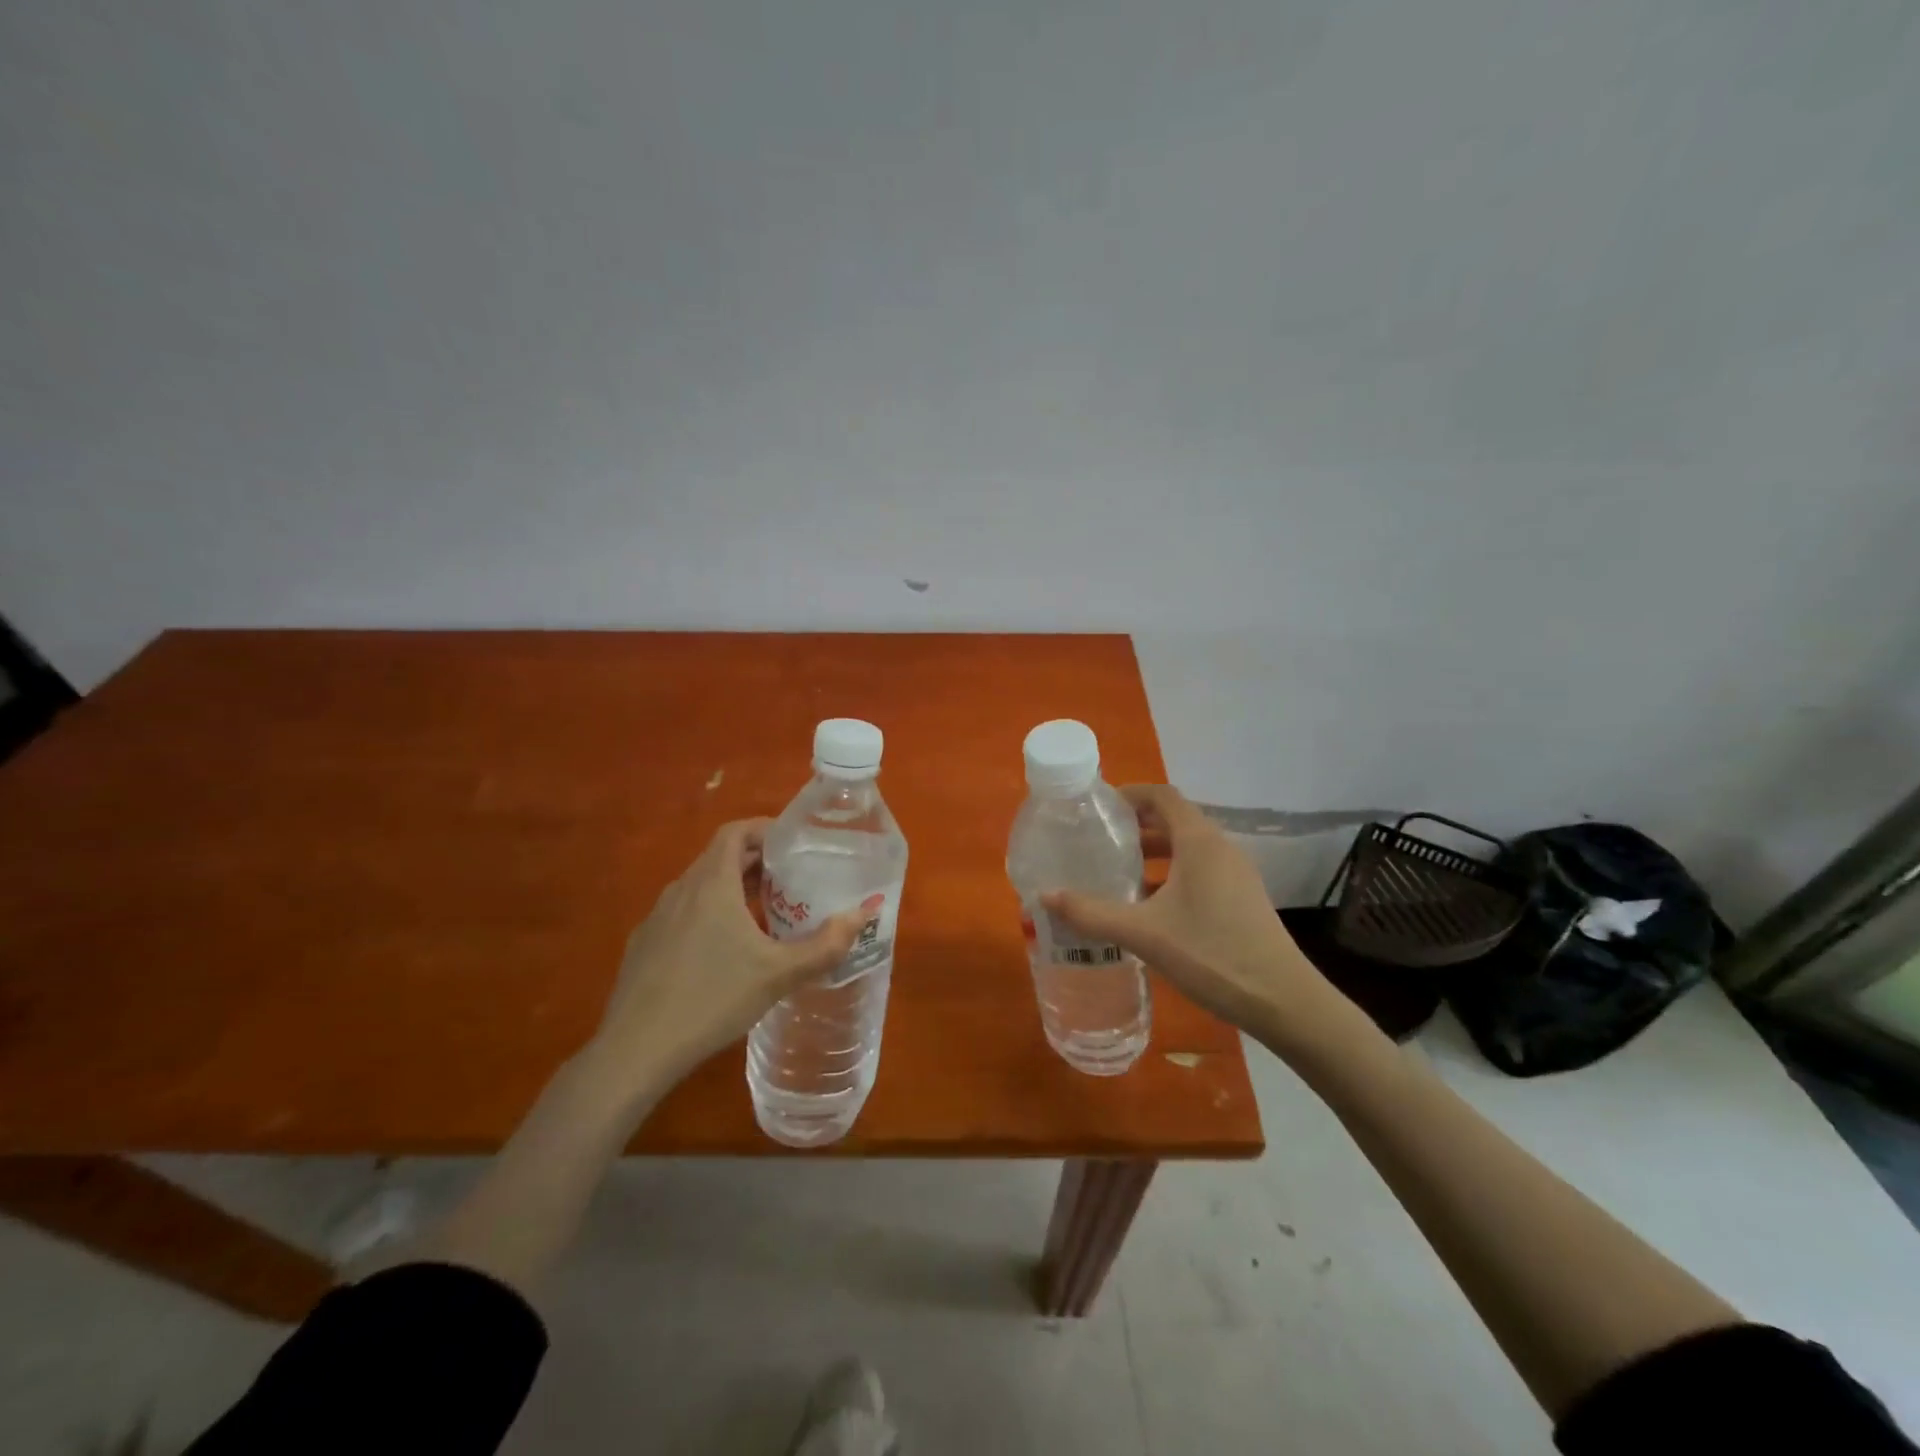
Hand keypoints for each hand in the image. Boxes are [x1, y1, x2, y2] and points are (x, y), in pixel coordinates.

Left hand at [587, 818, 863, 1095]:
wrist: (636, 1050)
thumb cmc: (713, 999)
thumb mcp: (779, 974)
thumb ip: (826, 945)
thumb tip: (865, 914)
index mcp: (711, 883)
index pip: (735, 832)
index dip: (764, 829)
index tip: (794, 843)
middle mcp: (681, 890)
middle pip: (721, 858)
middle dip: (758, 863)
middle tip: (792, 881)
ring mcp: (657, 918)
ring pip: (701, 887)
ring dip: (734, 890)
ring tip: (765, 915)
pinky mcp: (644, 945)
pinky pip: (684, 913)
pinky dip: (710, 914)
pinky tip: (725, 953)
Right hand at [1043, 785, 1364, 1059]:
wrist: (1282, 1000)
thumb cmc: (1211, 954)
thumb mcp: (1143, 933)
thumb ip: (1092, 913)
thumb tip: (1044, 896)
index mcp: (1200, 841)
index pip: (1162, 795)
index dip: (1130, 793)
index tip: (1097, 806)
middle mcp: (1220, 848)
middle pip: (1175, 819)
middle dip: (1136, 824)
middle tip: (1099, 838)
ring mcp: (1236, 874)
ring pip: (1188, 847)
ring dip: (1154, 851)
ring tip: (1118, 870)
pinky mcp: (1242, 898)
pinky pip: (1200, 870)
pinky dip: (1171, 873)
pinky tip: (1149, 905)